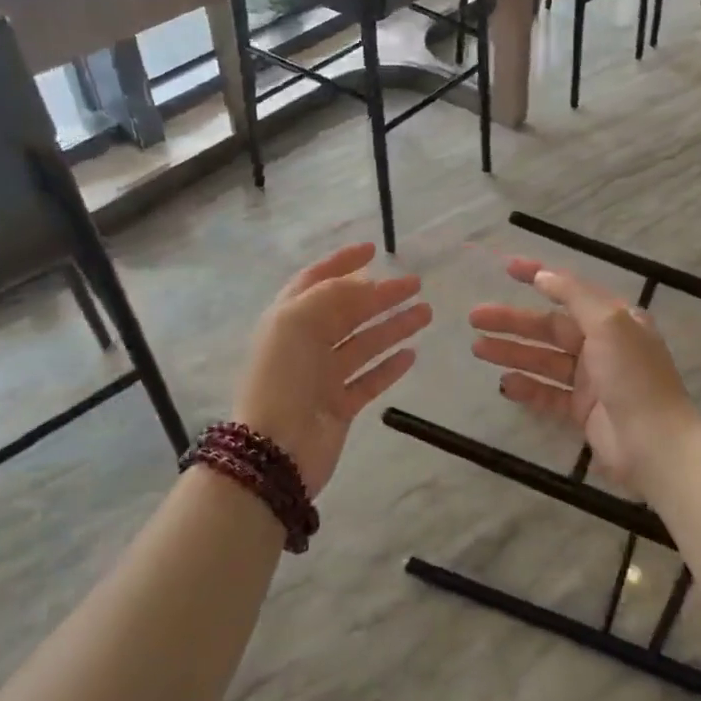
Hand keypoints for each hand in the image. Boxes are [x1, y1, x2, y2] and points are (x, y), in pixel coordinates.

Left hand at [235, 243, 430, 496]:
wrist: (275, 450)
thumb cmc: (283, 378)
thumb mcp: (299, 322)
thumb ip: (333, 296)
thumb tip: (366, 285)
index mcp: (288, 319)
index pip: (316, 280)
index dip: (343, 263)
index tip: (374, 250)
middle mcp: (305, 344)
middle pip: (348, 311)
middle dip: (381, 295)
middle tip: (415, 284)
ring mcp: (322, 377)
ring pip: (364, 343)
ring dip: (394, 326)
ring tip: (426, 313)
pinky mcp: (340, 406)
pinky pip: (369, 379)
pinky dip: (390, 366)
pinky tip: (411, 354)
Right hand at [468, 258, 699, 490]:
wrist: (655, 444)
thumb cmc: (633, 375)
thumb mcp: (608, 322)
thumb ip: (574, 296)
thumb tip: (544, 275)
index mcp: (615, 318)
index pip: (571, 290)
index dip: (540, 276)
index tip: (507, 269)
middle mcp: (603, 344)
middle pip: (550, 327)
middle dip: (513, 321)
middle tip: (475, 317)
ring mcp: (592, 379)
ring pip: (544, 359)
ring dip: (512, 351)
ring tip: (477, 348)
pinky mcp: (583, 411)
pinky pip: (548, 393)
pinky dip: (526, 387)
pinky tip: (504, 383)